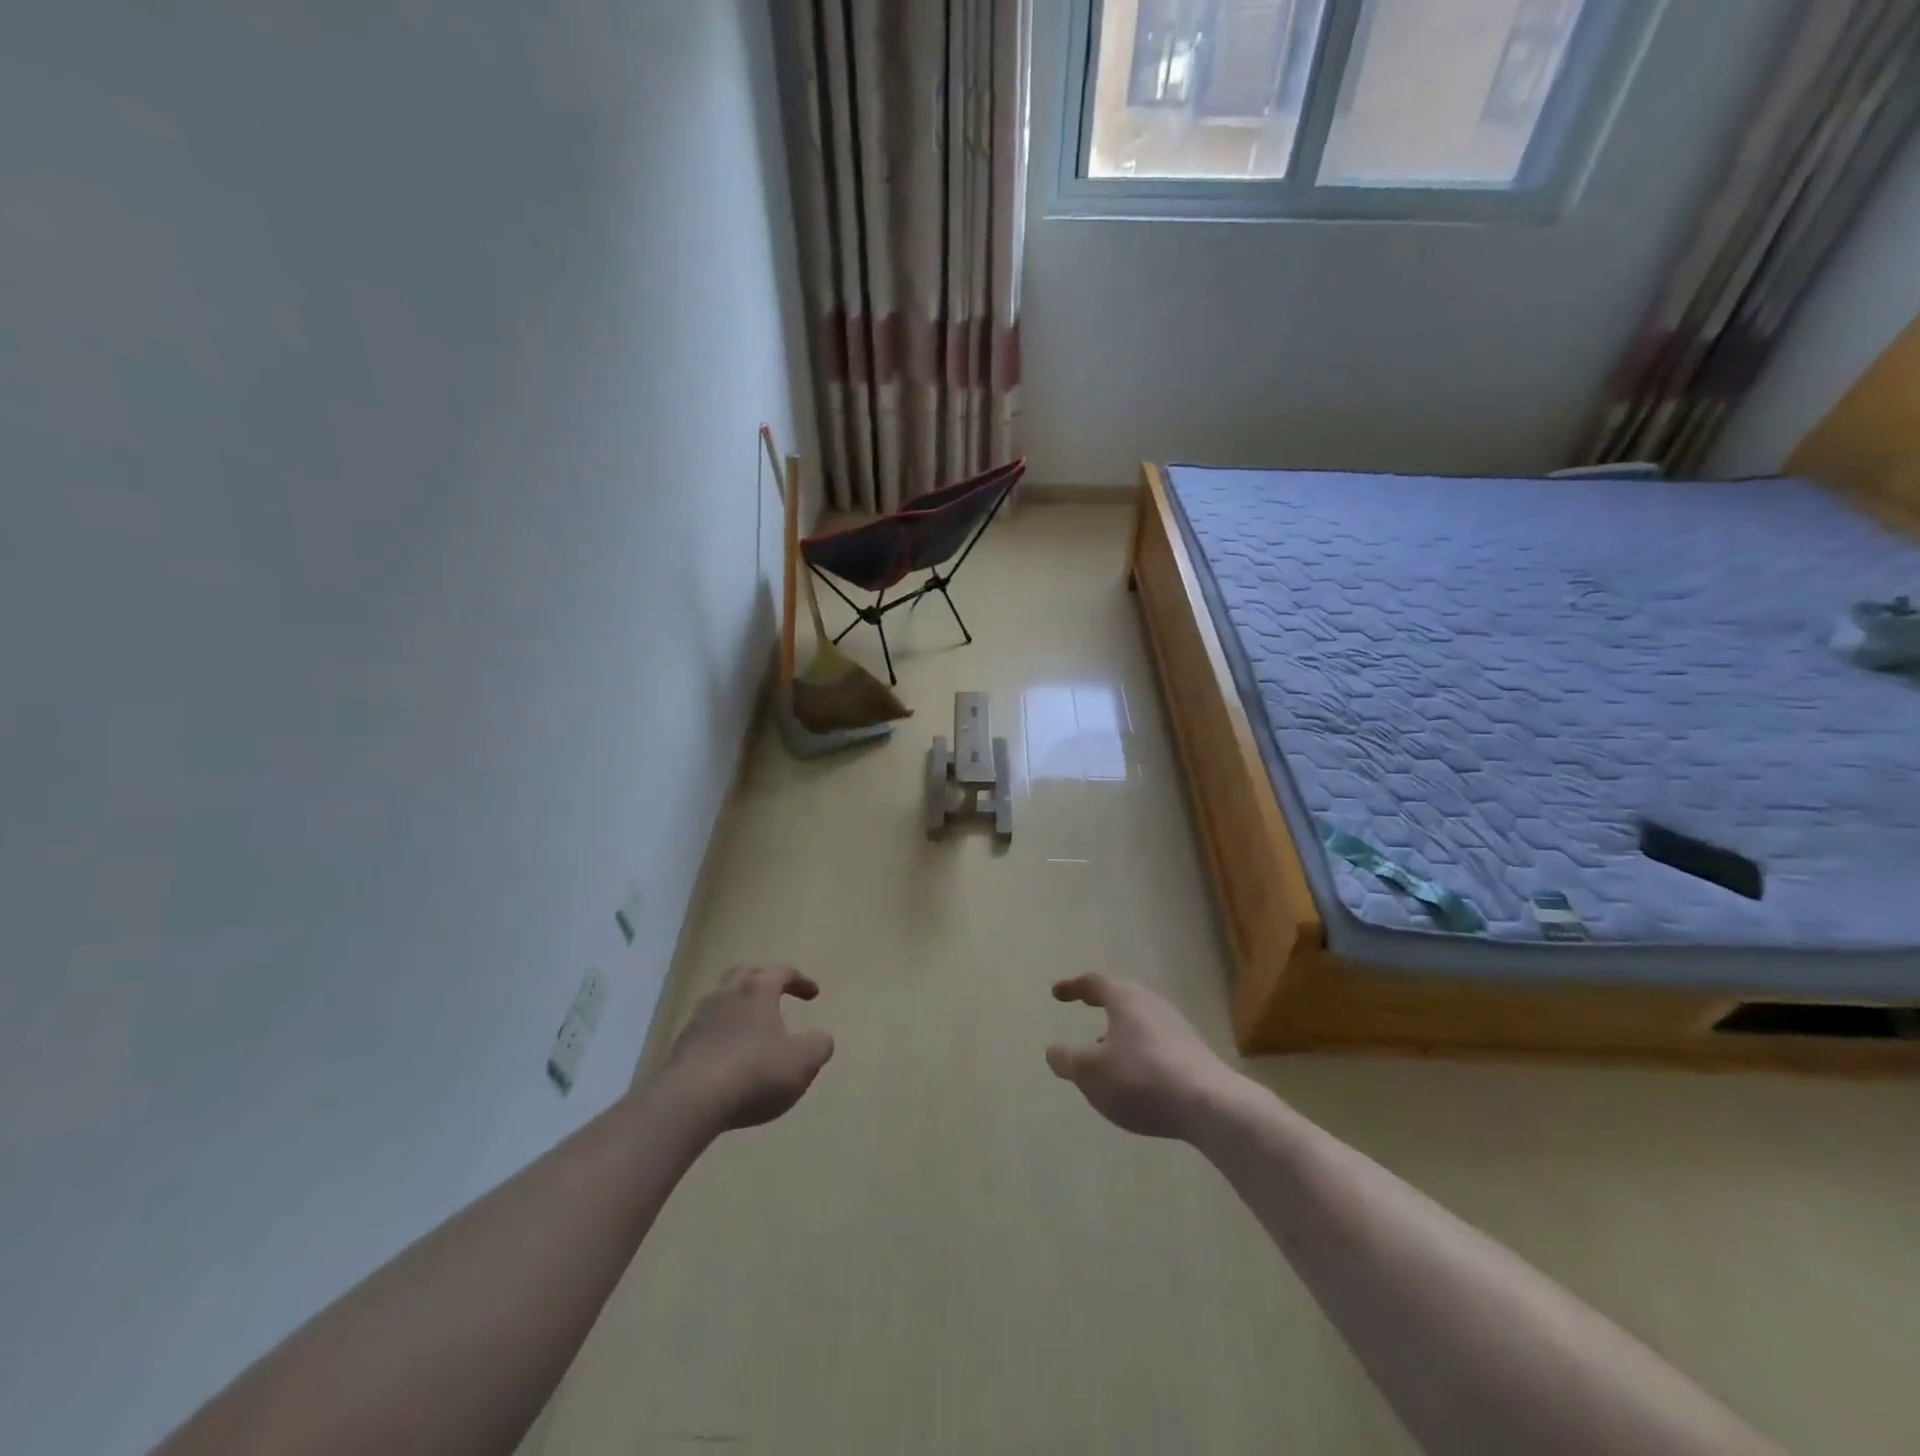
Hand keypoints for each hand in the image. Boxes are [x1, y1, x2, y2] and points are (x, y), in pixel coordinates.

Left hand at [657, 965, 834, 1133]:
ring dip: (738, 1008)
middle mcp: (726, 994)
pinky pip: (706, 1030)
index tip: (813, 995)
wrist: (689, 1101)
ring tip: (752, 1029)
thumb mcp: (802, 1062)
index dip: (801, 981)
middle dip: (763, 979)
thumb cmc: (755, 1072)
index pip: (782, 972)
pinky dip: (721, 1035)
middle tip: (776, 994)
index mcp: (757, 990)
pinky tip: (728, 1057)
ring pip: (721, 1000)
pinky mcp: (680, 1046)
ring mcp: (698, 1019)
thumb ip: (819, 1045)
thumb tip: (821, 1038)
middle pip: (745, 973)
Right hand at [1046, 975, 1238, 1140]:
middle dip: (1101, 1003)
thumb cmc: (1141, 1079)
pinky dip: (1137, 1051)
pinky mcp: (1193, 1053)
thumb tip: (1053, 1051)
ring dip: (1119, 1031)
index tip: (1057, 993)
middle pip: (1122, 997)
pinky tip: (1134, 1078)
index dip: (1073, 987)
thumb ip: (1067, 1060)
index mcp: (1125, 999)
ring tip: (1105, 1053)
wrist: (1210, 1105)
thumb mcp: (1090, 1072)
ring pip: (1139, 1021)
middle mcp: (1152, 1005)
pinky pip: (1155, 1043)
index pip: (1094, 982)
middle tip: (1085, 1007)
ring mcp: (1177, 1028)